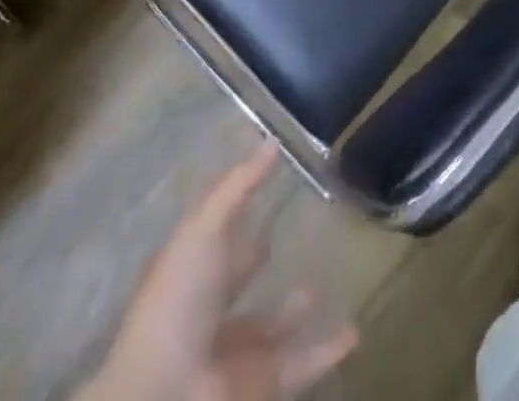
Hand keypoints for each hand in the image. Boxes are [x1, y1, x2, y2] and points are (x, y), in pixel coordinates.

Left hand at [80, 146, 356, 400]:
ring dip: (295, 309)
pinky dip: (325, 352)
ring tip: (325, 282)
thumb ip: (238, 186)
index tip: (268, 188)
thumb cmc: (179, 302)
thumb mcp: (204, 229)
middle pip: (239, 282)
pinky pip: (299, 366)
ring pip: (272, 327)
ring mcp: (234, 351)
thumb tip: (272, 142)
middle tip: (298, 235)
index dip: (237, 214)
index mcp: (190, 272)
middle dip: (260, 261)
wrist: (165, 396)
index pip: (216, 238)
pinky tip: (353, 332)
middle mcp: (210, 311)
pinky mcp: (260, 384)